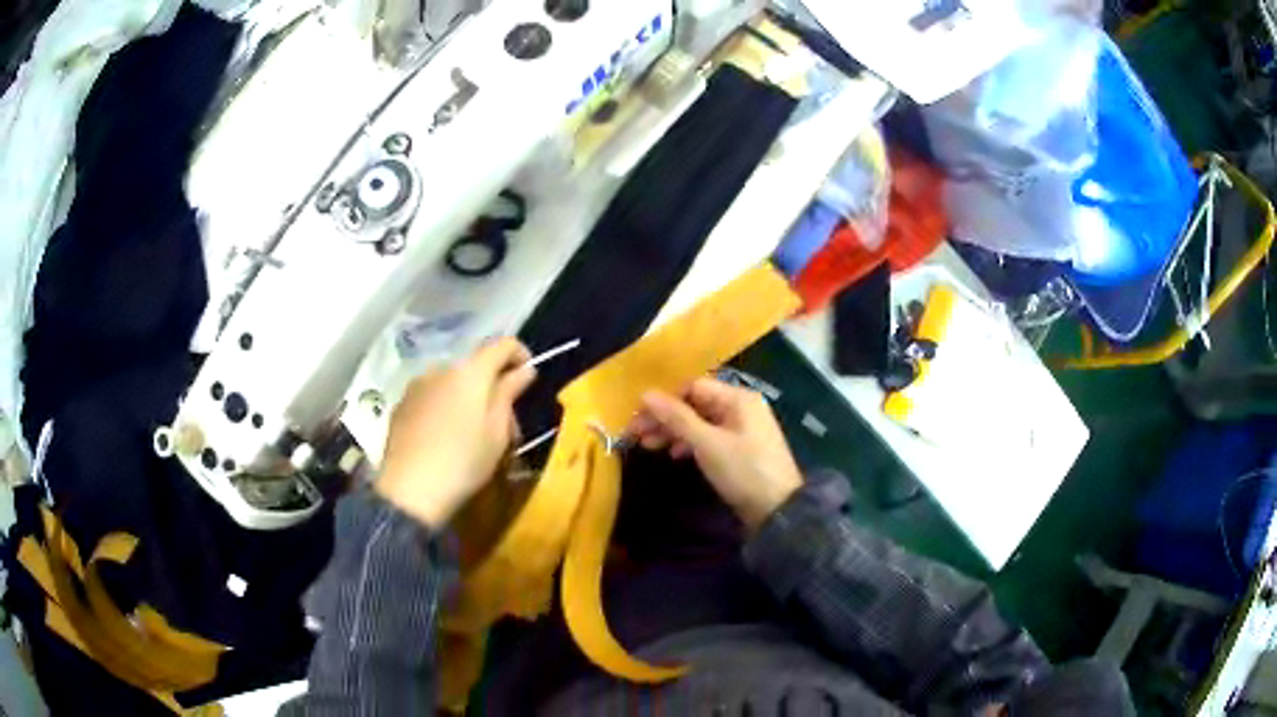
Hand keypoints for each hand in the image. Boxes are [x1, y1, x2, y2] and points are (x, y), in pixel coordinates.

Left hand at [376, 338, 535, 527]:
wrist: (409, 490)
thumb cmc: (463, 461)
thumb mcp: (497, 432)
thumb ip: (509, 393)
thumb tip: (524, 369)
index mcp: (470, 371)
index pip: (502, 344)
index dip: (521, 354)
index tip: (529, 379)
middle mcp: (441, 368)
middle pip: (476, 366)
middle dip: (494, 387)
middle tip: (506, 426)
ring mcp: (417, 385)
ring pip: (452, 382)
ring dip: (469, 399)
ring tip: (474, 435)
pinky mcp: (401, 405)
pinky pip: (432, 396)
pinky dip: (446, 407)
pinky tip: (447, 439)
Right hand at [628, 377, 802, 530]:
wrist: (778, 510)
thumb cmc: (743, 471)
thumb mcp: (707, 443)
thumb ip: (676, 418)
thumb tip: (645, 394)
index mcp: (737, 398)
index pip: (692, 386)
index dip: (664, 400)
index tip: (639, 419)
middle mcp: (742, 406)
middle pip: (695, 403)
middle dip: (666, 417)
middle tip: (637, 435)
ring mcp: (743, 427)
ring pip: (701, 421)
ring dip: (675, 431)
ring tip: (650, 446)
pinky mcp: (741, 448)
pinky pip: (710, 436)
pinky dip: (691, 443)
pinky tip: (676, 455)